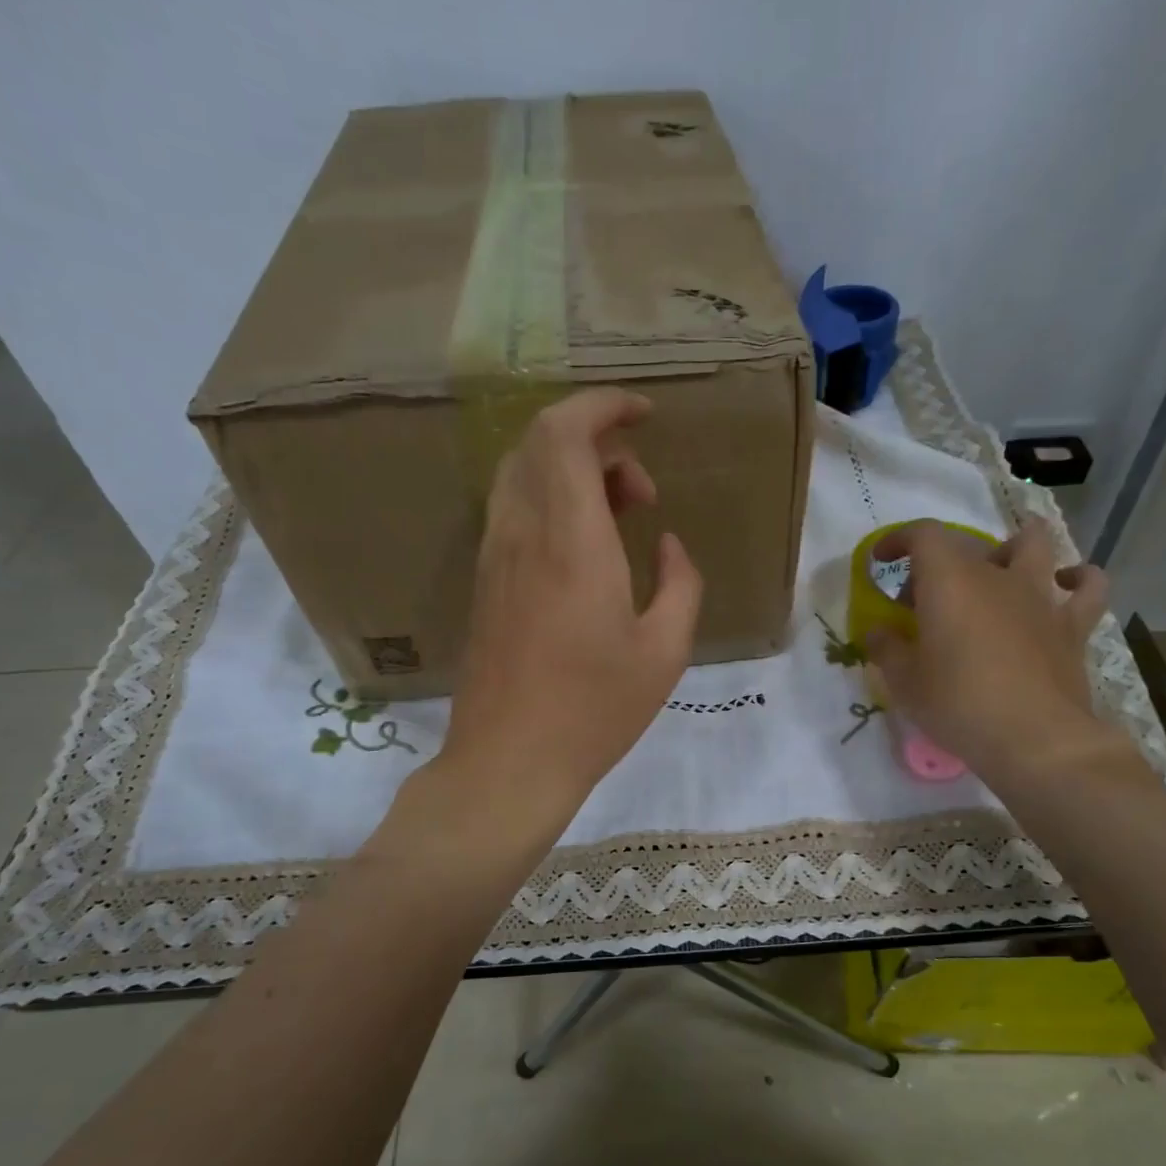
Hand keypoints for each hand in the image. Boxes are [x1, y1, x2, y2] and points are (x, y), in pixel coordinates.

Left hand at [441, 389, 702, 830]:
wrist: (510, 760)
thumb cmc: (595, 709)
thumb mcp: (664, 650)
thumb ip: (680, 583)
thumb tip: (668, 546)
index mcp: (571, 540)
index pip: (565, 432)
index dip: (603, 405)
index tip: (644, 413)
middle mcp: (523, 533)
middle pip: (540, 442)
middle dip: (598, 441)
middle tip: (642, 493)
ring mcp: (495, 556)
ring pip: (522, 473)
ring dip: (572, 472)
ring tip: (619, 518)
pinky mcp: (485, 582)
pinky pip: (513, 510)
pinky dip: (550, 501)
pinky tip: (584, 550)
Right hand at [864, 518, 1137, 793]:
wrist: (1034, 739)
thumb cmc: (957, 703)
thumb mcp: (903, 681)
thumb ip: (886, 648)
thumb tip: (878, 632)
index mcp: (950, 581)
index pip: (923, 534)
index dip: (898, 539)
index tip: (881, 561)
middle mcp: (997, 576)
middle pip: (967, 546)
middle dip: (938, 565)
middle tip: (922, 601)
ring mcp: (1040, 597)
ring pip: (1036, 544)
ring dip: (1014, 546)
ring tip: (999, 567)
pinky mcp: (1072, 625)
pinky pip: (1087, 586)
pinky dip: (1077, 578)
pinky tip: (1065, 586)